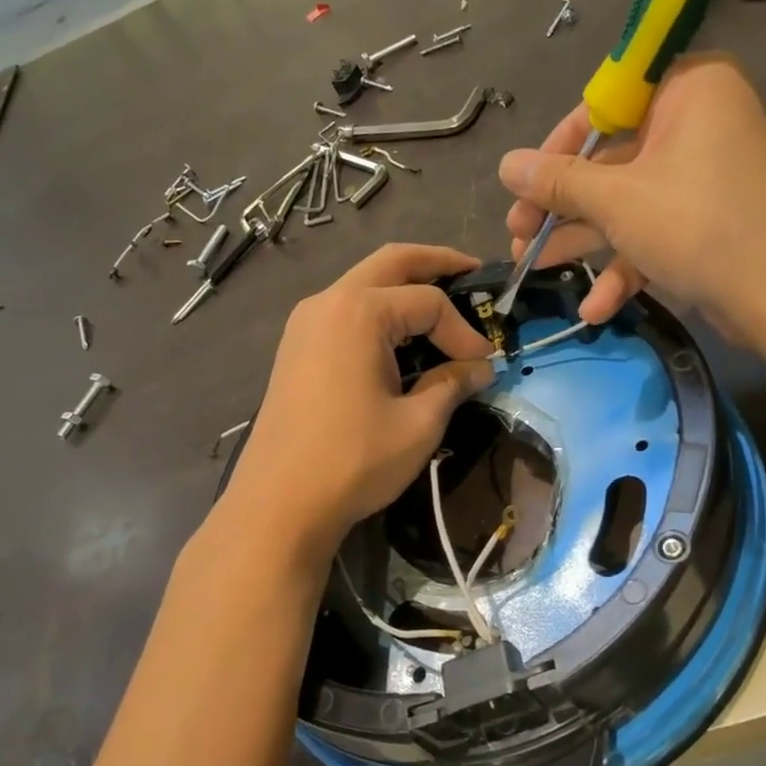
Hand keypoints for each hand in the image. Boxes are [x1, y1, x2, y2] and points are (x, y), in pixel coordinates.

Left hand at [224, 244, 495, 557]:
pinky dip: (379, 311)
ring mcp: (305, 323)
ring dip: (404, 287)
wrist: (280, 502)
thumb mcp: (418, 423)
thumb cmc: (354, 460)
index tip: (485, 367)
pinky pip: (346, 311)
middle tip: (472, 270)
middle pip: (391, 263)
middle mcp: (328, 302)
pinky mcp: (296, 347)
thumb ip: (452, 384)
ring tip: (442, 304)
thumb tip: (480, 369)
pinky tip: (400, 336)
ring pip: (364, 284)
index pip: (429, 302)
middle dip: (435, 263)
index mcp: (359, 312)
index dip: (464, 332)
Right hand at [500, 54, 765, 334]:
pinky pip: (655, 229)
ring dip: (582, 240)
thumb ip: (558, 181)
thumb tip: (505, 163)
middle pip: (611, 159)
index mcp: (688, 89)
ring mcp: (704, 175)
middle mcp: (699, 122)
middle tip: (518, 234)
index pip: (606, 102)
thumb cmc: (696, 227)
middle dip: (561, 206)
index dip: (557, 146)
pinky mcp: (707, 220)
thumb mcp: (617, 201)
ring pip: (627, 201)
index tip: (523, 182)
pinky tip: (596, 309)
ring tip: (534, 269)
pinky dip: (626, 264)